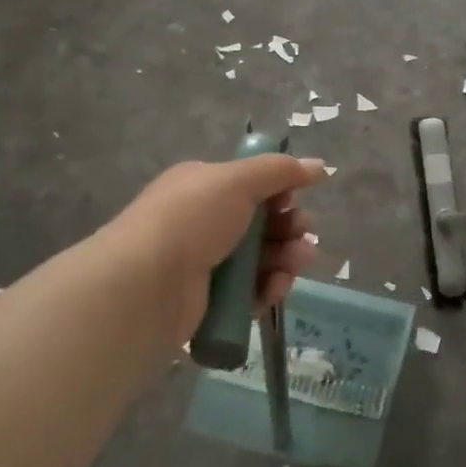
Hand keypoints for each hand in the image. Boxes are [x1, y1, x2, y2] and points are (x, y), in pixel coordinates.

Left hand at [104, 153, 327, 348]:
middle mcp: (203, 223)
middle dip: (290, 226)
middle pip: (262, 222)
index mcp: (202, 187)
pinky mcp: (212, 302)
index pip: (250, 185)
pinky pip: (252, 291)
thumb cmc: (191, 221)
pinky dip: (269, 288)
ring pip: (262, 258)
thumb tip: (319, 165)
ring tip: (298, 261)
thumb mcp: (237, 181)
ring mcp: (206, 264)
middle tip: (302, 232)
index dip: (278, 191)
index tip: (294, 197)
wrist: (146, 286)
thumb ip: (280, 170)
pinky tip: (276, 287)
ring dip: (287, 257)